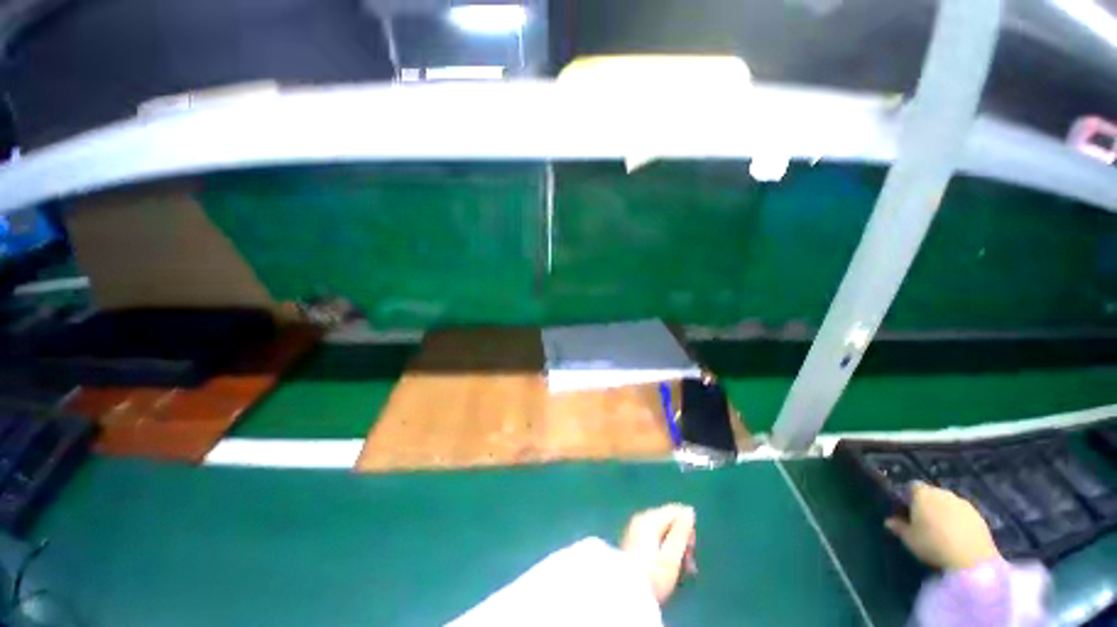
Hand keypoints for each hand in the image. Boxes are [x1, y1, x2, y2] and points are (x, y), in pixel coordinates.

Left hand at [621, 503, 697, 603]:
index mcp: (649, 518)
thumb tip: (689, 510)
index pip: (675, 511)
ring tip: (680, 570)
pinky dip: (664, 549)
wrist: (625, 593)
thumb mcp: (671, 556)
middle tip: (688, 565)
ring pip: (662, 531)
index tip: (691, 551)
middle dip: (681, 540)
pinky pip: (654, 538)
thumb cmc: (652, 576)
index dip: (688, 529)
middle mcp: (641, 518)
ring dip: (674, 547)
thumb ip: (681, 532)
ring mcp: (635, 529)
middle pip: (669, 520)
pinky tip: (666, 567)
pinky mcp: (633, 541)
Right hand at [886, 482, 1000, 570]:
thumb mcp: (909, 539)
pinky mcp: (978, 515)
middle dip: (928, 504)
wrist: (972, 558)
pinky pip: (963, 514)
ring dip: (944, 512)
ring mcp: (963, 503)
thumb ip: (898, 527)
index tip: (906, 510)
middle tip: (924, 521)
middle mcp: (943, 493)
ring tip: (942, 530)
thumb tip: (888, 521)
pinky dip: (958, 520)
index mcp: (922, 494)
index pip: (912, 486)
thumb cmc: (933, 544)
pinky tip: (957, 535)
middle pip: (932, 494)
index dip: (908, 496)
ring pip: (949, 503)